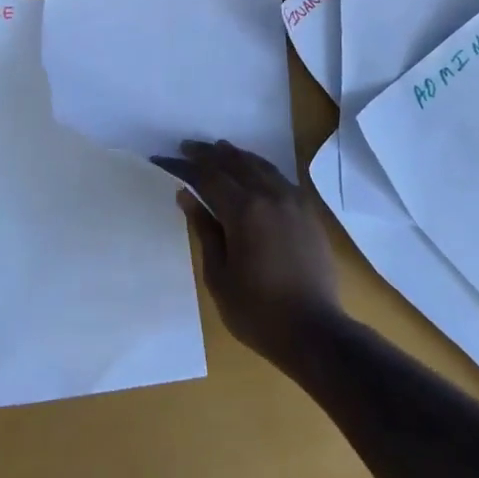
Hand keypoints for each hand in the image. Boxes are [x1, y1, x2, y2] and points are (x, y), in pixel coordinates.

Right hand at [151, 139, 341, 369]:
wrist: (315, 331)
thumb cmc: (258, 311)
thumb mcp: (219, 276)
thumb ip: (204, 230)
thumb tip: (187, 196)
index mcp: (244, 211)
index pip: (207, 176)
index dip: (183, 166)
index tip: (163, 158)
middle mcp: (270, 195)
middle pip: (235, 163)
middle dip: (209, 153)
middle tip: (188, 147)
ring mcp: (293, 201)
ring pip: (260, 165)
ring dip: (236, 155)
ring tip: (219, 149)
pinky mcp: (308, 212)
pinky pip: (280, 177)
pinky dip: (260, 168)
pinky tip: (254, 171)